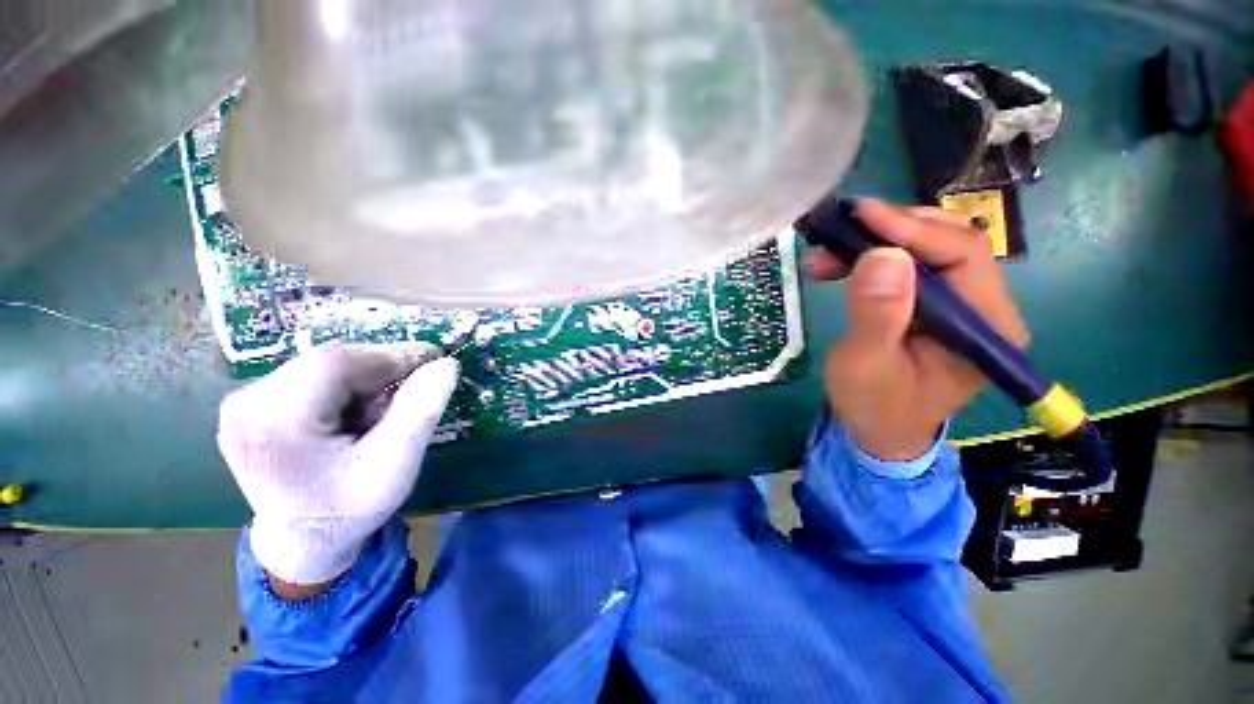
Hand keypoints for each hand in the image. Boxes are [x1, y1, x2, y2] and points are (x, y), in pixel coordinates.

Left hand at [218, 343, 459, 587]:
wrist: (303, 540)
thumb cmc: (350, 509)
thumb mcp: (396, 465)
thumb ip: (421, 411)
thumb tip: (447, 364)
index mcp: (274, 425)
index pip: (336, 364)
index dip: (391, 354)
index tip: (435, 358)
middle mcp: (247, 404)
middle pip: (329, 362)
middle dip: (381, 368)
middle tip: (420, 383)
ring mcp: (244, 402)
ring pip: (323, 366)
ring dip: (366, 379)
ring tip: (387, 409)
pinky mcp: (252, 403)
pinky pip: (312, 376)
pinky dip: (348, 386)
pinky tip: (360, 412)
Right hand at [807, 198, 1029, 460]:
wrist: (878, 430)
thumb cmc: (873, 406)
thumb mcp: (867, 365)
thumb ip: (877, 315)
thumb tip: (883, 255)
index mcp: (986, 328)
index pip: (963, 256)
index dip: (913, 229)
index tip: (862, 213)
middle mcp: (985, 309)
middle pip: (949, 244)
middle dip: (892, 230)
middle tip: (841, 228)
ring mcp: (962, 306)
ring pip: (927, 250)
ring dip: (877, 242)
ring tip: (828, 251)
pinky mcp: (936, 306)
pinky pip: (909, 267)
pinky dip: (873, 257)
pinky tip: (840, 264)